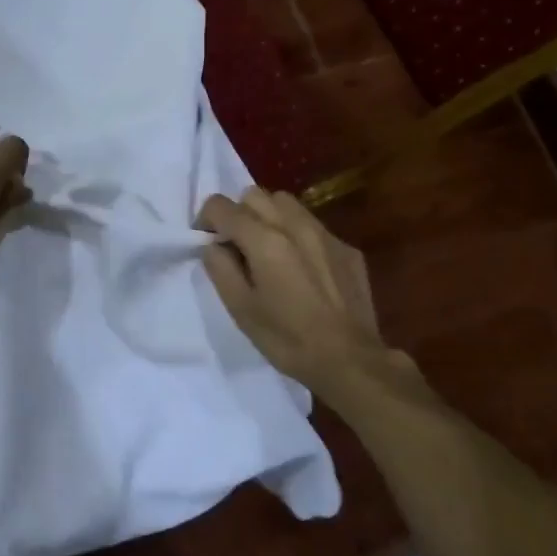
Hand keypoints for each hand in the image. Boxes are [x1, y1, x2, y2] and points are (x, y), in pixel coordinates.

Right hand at [196, 188, 396, 393]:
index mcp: (264, 240)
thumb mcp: (240, 309)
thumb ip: (220, 269)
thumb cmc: (287, 339)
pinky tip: (302, 267)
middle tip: (237, 245)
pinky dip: (297, 234)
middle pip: (254, 195)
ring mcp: (325, 234)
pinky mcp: (346, 248)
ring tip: (268, 249)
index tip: (207, 241)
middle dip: (238, 213)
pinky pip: (312, 225)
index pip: (221, 206)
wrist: (351, 361)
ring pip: (286, 203)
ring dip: (268, 216)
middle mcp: (294, 225)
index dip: (206, 219)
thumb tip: (214, 246)